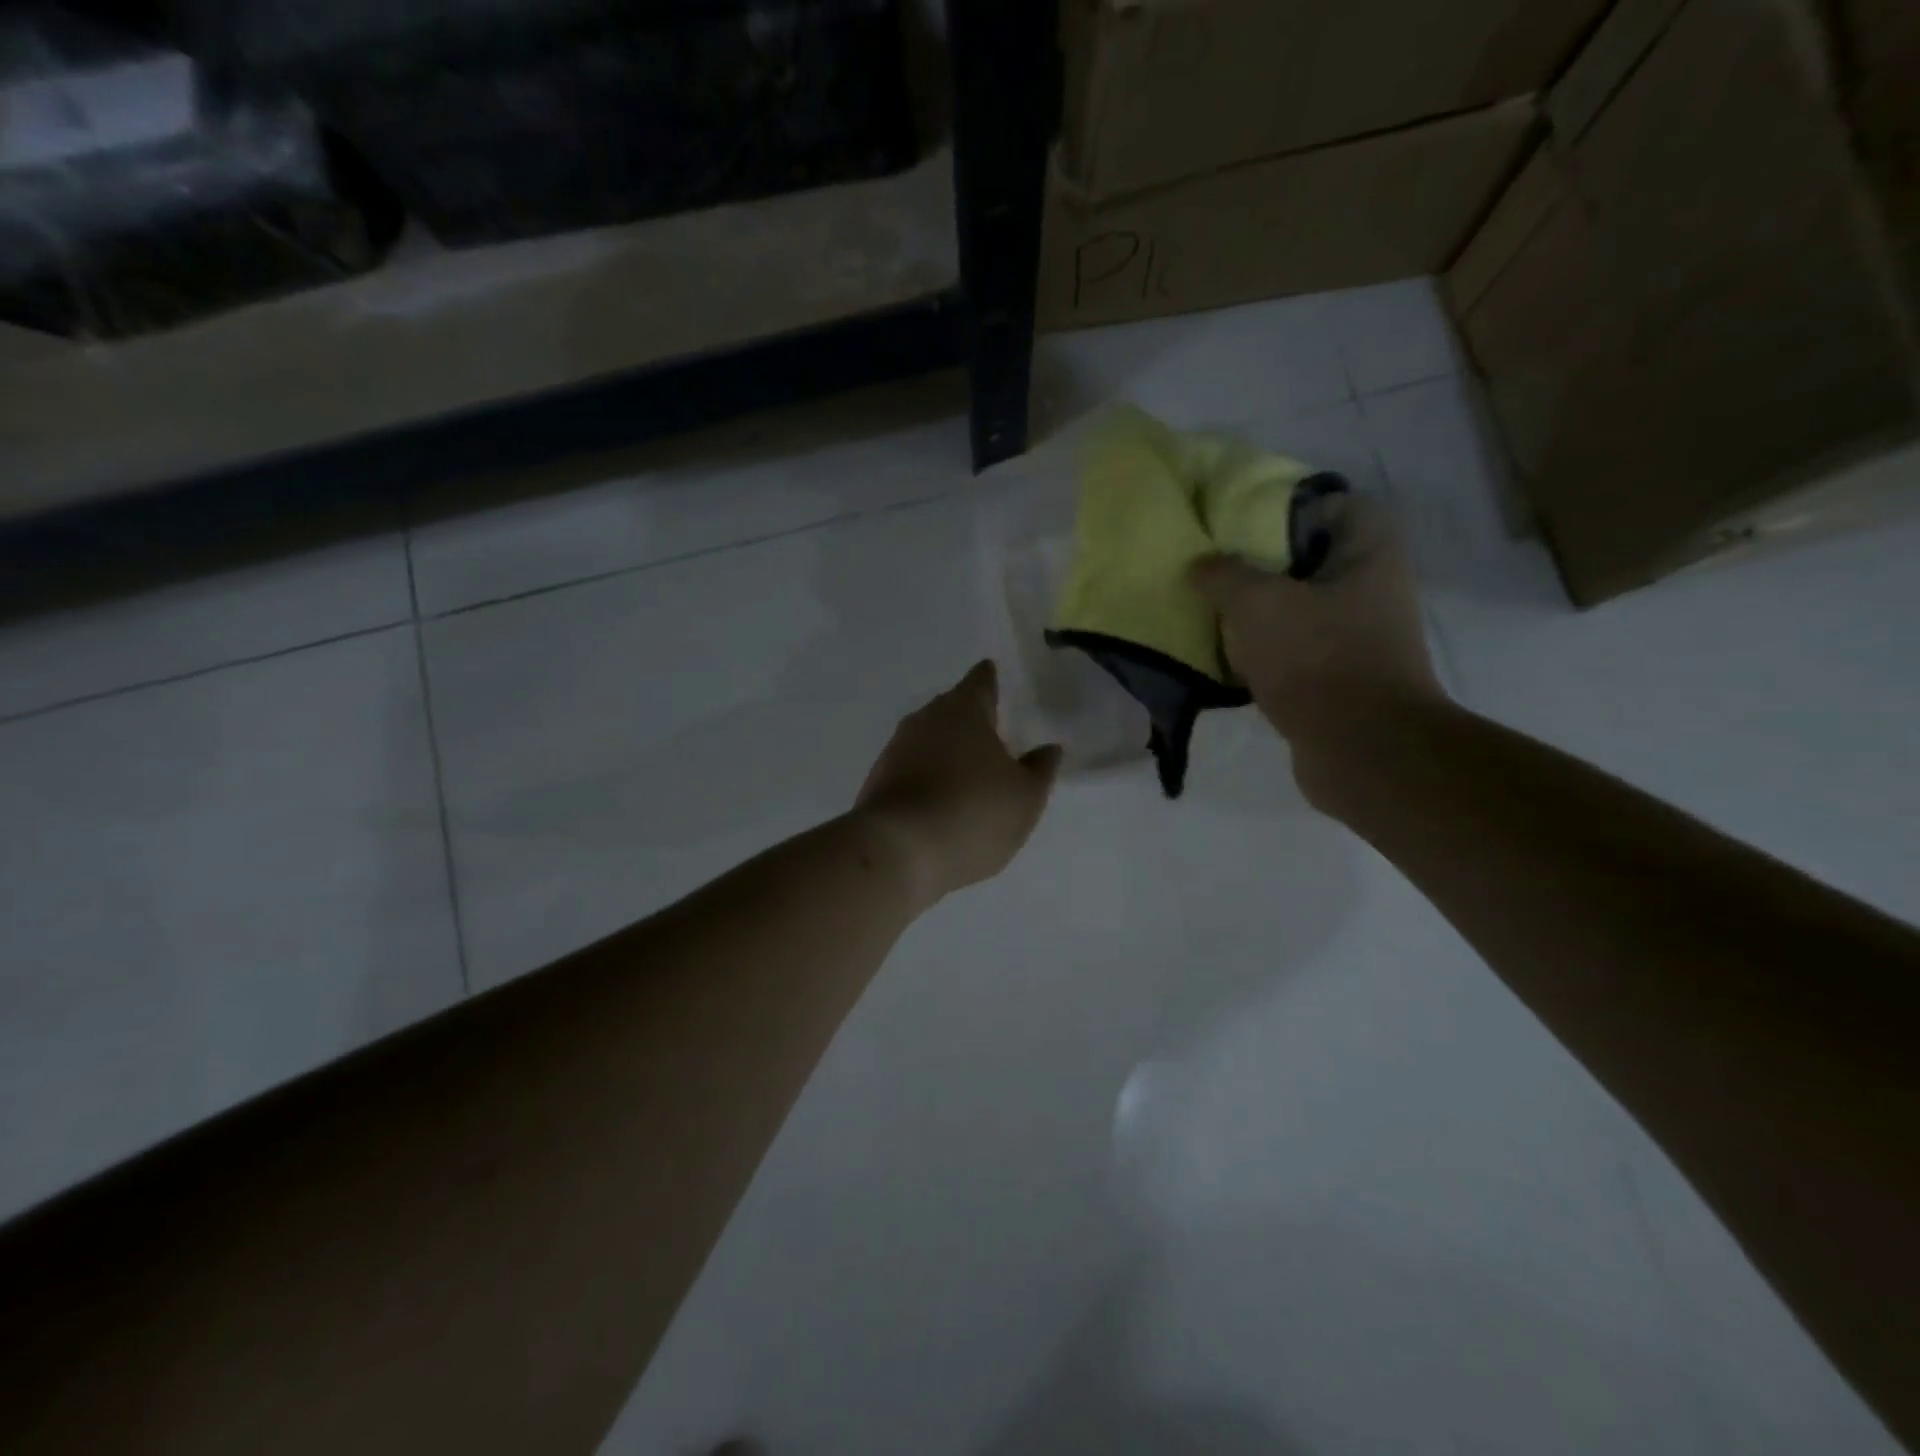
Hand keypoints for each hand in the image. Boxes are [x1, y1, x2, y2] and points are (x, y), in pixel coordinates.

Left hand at [856, 661, 1061, 907]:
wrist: (897, 852)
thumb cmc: (973, 814)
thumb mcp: (1025, 797)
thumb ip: (1040, 769)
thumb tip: (1048, 748)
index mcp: (964, 710)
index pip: (980, 681)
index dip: (990, 679)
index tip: (994, 675)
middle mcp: (925, 719)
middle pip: (951, 707)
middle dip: (969, 716)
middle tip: (991, 729)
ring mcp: (896, 749)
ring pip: (928, 738)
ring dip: (946, 748)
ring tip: (968, 768)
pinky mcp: (878, 781)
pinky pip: (911, 768)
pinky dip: (927, 775)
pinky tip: (940, 798)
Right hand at [1190, 495, 1443, 750]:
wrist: (1361, 750)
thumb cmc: (1317, 659)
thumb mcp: (1257, 603)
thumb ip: (1223, 574)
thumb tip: (1200, 564)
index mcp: (1368, 552)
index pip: (1330, 504)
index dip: (1282, 507)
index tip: (1236, 523)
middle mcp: (1371, 586)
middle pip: (1306, 558)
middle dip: (1257, 563)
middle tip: (1212, 568)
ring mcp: (1357, 635)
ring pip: (1295, 607)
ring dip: (1254, 611)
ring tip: (1209, 611)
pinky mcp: (1339, 675)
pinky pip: (1292, 649)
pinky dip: (1261, 650)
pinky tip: (1224, 656)